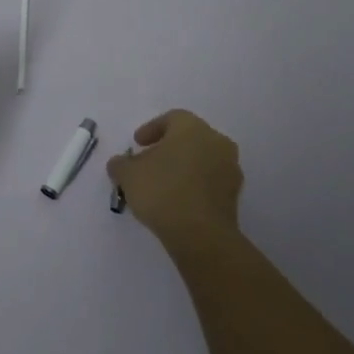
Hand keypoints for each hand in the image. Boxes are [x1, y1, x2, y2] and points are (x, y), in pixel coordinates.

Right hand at [106, 109, 242, 253]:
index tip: (137, 143)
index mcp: (192, 128)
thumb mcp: (128, 175)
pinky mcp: (234, 195)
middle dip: (168, 148)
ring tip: (162, 184)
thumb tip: (119, 164)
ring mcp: (230, 168)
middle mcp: (216, 141)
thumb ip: (121, 164)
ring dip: (183, 167)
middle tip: (149, 162)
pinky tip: (178, 199)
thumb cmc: (162, 192)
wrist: (201, 234)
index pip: (172, 118)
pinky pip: (210, 181)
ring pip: (202, 159)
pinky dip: (194, 184)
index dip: (151, 129)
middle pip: (189, 138)